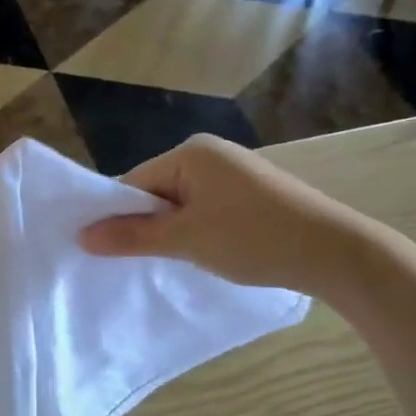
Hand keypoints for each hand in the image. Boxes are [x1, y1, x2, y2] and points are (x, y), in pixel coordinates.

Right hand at [78, 134, 348, 291]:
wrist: (333, 251)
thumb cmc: (252, 238)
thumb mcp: (185, 239)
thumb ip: (132, 236)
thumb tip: (82, 236)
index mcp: (190, 153)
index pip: (133, 182)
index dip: (117, 216)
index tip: (106, 251)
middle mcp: (209, 153)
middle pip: (155, 191)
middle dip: (146, 225)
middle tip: (138, 263)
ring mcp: (233, 172)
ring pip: (181, 204)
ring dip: (172, 232)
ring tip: (173, 261)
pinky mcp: (250, 193)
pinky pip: (205, 209)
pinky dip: (197, 231)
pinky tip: (204, 254)